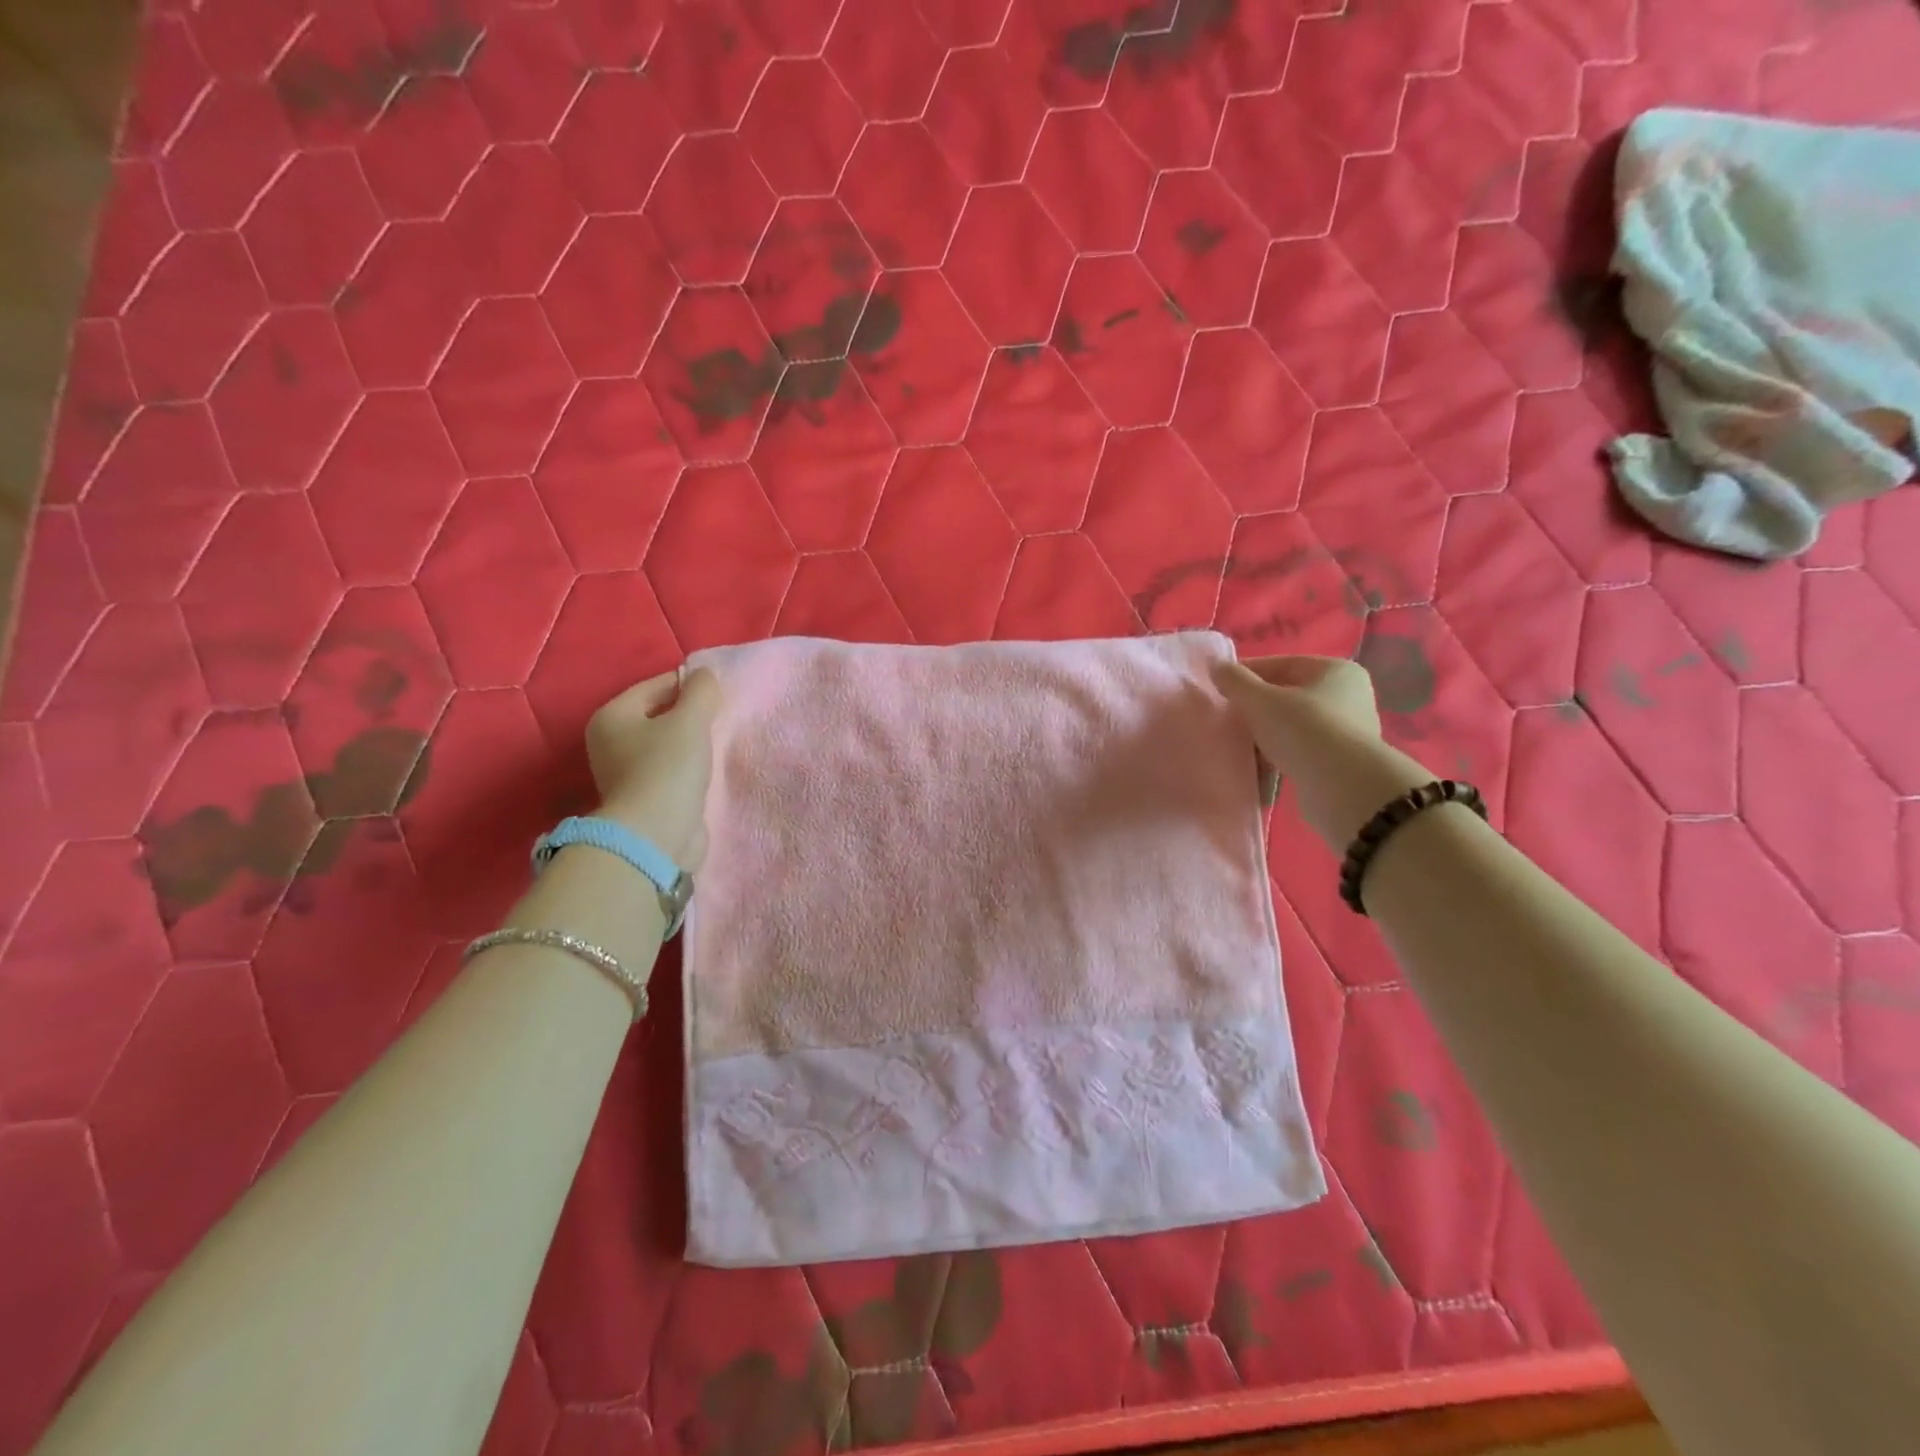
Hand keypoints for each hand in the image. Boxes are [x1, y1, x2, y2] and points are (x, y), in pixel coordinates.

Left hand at [585, 667, 719, 870]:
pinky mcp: (643, 799)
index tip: (720, 693)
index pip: (655, 686)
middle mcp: (609, 742)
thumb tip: (704, 676)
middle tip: (722, 717)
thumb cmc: (668, 769)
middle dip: (690, 715)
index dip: (689, 685)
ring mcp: (624, 774)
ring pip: (666, 745)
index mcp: (611, 716)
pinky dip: (689, 768)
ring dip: (691, 743)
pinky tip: (708, 771)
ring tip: (718, 743)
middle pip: (658, 716)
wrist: (656, 836)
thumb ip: (701, 691)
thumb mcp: (690, 720)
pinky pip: (670, 771)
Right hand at [1211, 655, 1431, 850]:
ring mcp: (1346, 731)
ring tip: (1235, 745)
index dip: (1246, 674)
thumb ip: (1235, 681)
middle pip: (1287, 696)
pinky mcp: (1338, 762)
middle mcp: (1347, 696)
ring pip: (1291, 726)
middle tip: (1225, 718)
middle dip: (1255, 708)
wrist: (1342, 788)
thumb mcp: (1260, 700)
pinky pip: (1298, 752)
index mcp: (1335, 671)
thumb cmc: (1303, 730)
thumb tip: (1216, 667)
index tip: (1218, 687)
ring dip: (1263, 735)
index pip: (1281, 664)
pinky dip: (1276, 757)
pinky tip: (1253, 768)